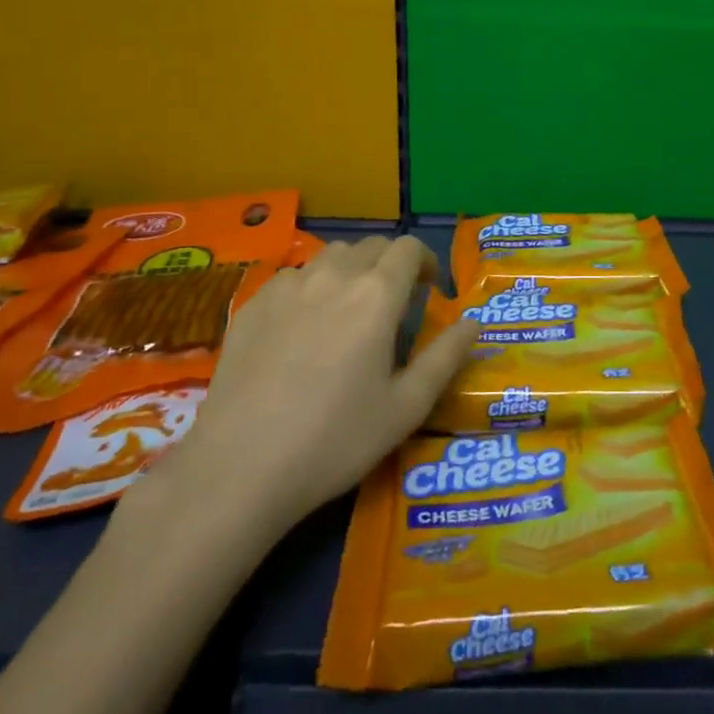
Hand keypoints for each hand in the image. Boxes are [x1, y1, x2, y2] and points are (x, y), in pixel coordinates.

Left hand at [150, 235, 478, 533]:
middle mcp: (333, 277)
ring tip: (349, 309)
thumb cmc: (335, 439)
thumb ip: (446, 357)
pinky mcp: (251, 305)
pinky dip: (310, 286)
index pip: (408, 248)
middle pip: (370, 246)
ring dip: (351, 270)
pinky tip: (303, 326)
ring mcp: (287, 287)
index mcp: (377, 295)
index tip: (428, 290)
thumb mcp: (406, 407)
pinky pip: (292, 276)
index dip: (424, 261)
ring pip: (329, 256)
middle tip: (394, 303)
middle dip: (390, 264)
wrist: (240, 467)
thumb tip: (473, 323)